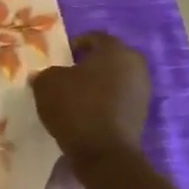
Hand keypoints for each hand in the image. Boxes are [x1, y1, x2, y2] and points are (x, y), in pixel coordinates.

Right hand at [33, 32, 151, 164]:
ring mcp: (142, 90)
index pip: (94, 37)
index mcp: (115, 50)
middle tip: (66, 75)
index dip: (73, 45)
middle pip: (108, 58)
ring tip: (75, 95)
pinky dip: (104, 101)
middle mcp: (135, 65)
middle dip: (88, 64)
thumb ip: (46, 73)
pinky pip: (119, 98)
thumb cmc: (75, 106)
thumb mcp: (46, 83)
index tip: (59, 59)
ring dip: (97, 83)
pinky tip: (86, 112)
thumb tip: (46, 75)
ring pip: (115, 79)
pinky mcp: (142, 113)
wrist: (103, 151)